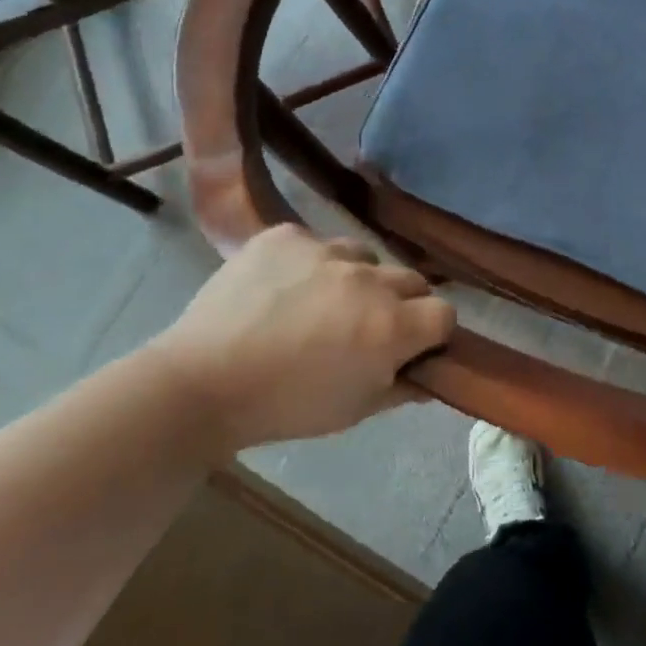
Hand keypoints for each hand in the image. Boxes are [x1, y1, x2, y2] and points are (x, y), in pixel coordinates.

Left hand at [146, 224, 454, 454]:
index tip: (411, 347)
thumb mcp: (356, 409)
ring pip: (365, 257)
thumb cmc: (286, 406)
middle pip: (412, 280)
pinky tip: (284, 288)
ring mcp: (325, 250)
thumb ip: (404, 387)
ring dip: (358, 279)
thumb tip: (430, 372)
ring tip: (322, 303)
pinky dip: (311, 263)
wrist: (200, 383)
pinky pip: (316, 243)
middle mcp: (368, 279)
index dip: (432, 332)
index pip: (445, 314)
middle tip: (366, 327)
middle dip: (401, 303)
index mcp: (391, 326)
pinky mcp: (286, 235)